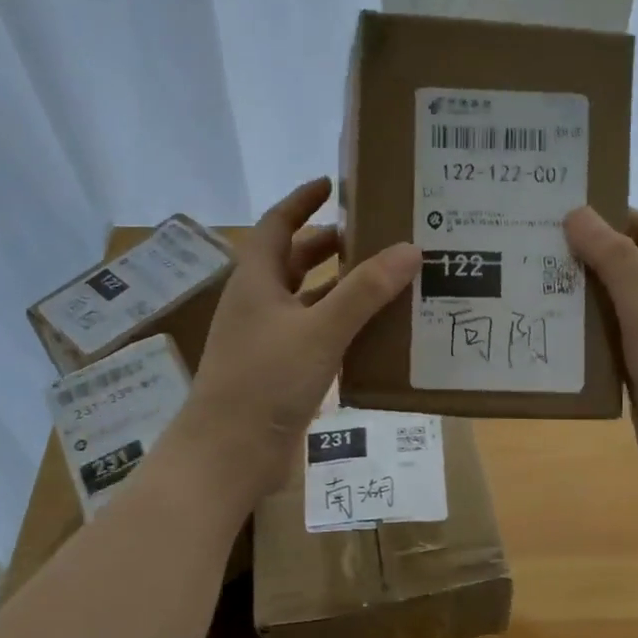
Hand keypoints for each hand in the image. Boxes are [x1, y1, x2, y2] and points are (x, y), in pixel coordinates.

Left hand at [176, 177, 419, 503]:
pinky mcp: (280, 371)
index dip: (302, 200)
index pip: (278, 224)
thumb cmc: (265, 381)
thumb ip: (364, 291)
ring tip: (386, 278)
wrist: (228, 454)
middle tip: (377, 234)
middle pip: (295, 261)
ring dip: (340, 288)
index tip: (333, 183)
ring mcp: (268, 339)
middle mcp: (259, 303)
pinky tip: (374, 331)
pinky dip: (341, 326)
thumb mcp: (320, 330)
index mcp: (257, 280)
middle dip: (331, 245)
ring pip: (308, 300)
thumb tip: (409, 248)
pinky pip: (315, 335)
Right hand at [565, 206, 637, 503]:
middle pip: (627, 269)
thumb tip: (577, 213)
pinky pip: (603, 346)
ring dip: (578, 299)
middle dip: (589, 257)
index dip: (624, 219)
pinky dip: (578, 339)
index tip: (577, 214)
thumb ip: (615, 261)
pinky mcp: (635, 375)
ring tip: (530, 287)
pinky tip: (544, 336)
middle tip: (537, 249)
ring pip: (611, 309)